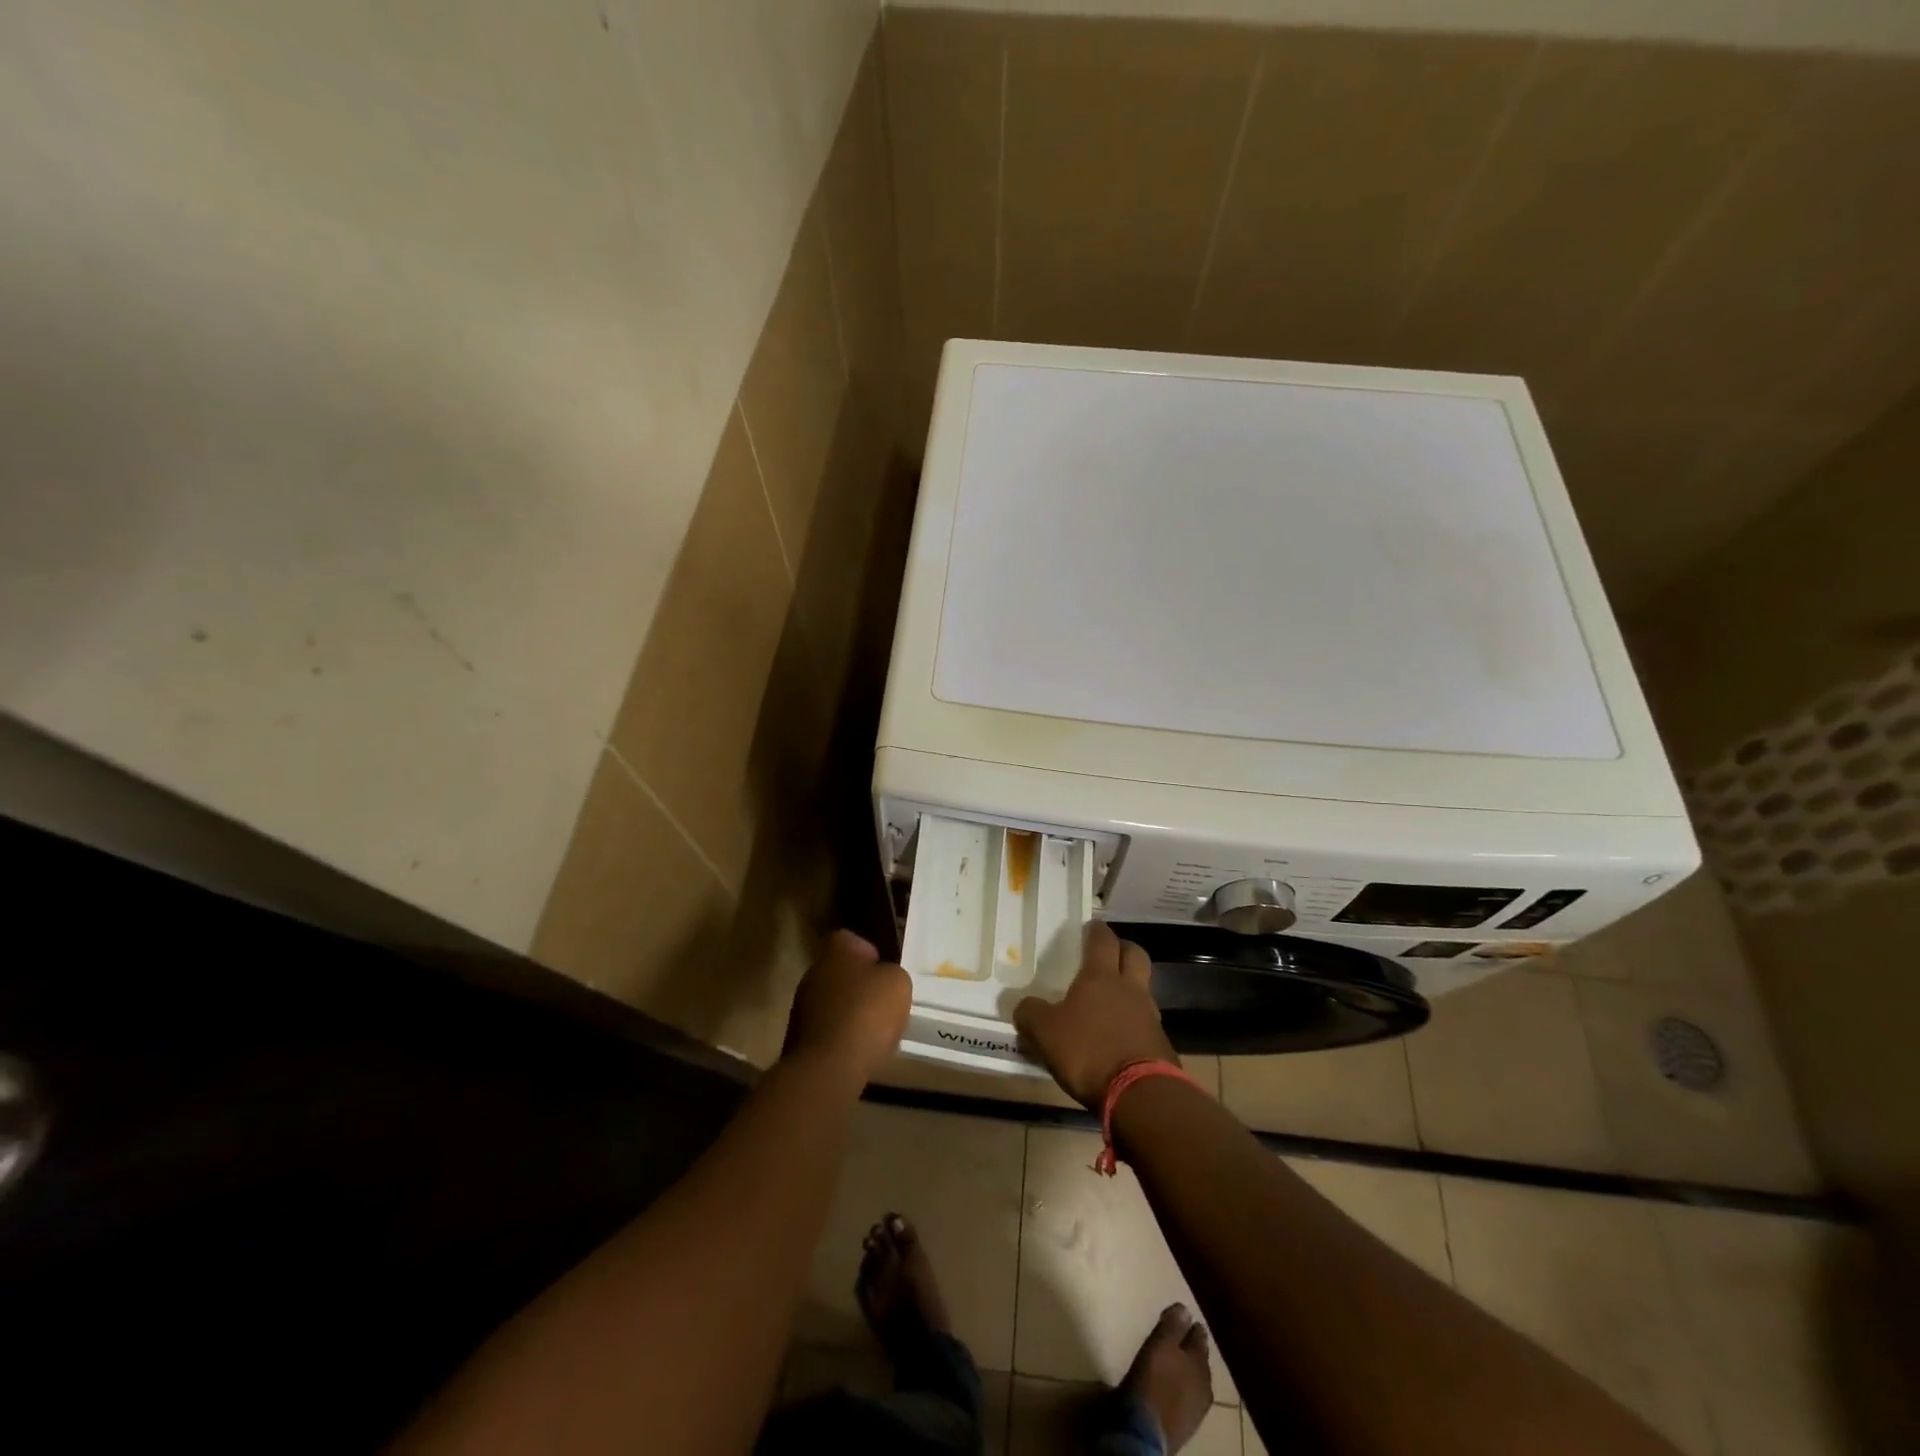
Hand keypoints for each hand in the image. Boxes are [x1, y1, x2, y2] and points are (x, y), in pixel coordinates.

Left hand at [783, 930, 911, 1085]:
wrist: (829, 1067)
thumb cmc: (866, 1013)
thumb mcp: (897, 984)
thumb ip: (891, 974)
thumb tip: (884, 979)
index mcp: (835, 952)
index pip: (849, 939)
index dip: (868, 952)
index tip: (883, 970)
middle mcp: (813, 973)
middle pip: (839, 972)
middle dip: (859, 985)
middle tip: (882, 1001)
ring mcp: (801, 1007)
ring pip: (831, 1002)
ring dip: (849, 1012)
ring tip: (874, 1030)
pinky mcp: (798, 1040)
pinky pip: (827, 1030)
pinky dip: (841, 1037)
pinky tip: (859, 1051)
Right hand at [1014, 922, 1176, 1107]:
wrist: (1140, 1094)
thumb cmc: (1088, 1051)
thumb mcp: (1045, 1033)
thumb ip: (1031, 1014)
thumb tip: (1024, 1005)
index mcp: (1101, 976)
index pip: (1102, 939)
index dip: (1096, 930)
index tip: (1089, 927)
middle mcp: (1130, 988)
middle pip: (1135, 954)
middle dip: (1122, 949)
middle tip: (1107, 955)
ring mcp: (1150, 1015)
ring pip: (1143, 987)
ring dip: (1131, 987)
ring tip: (1111, 1000)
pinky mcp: (1160, 1043)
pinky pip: (1147, 1021)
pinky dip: (1135, 1021)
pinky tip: (1120, 1036)